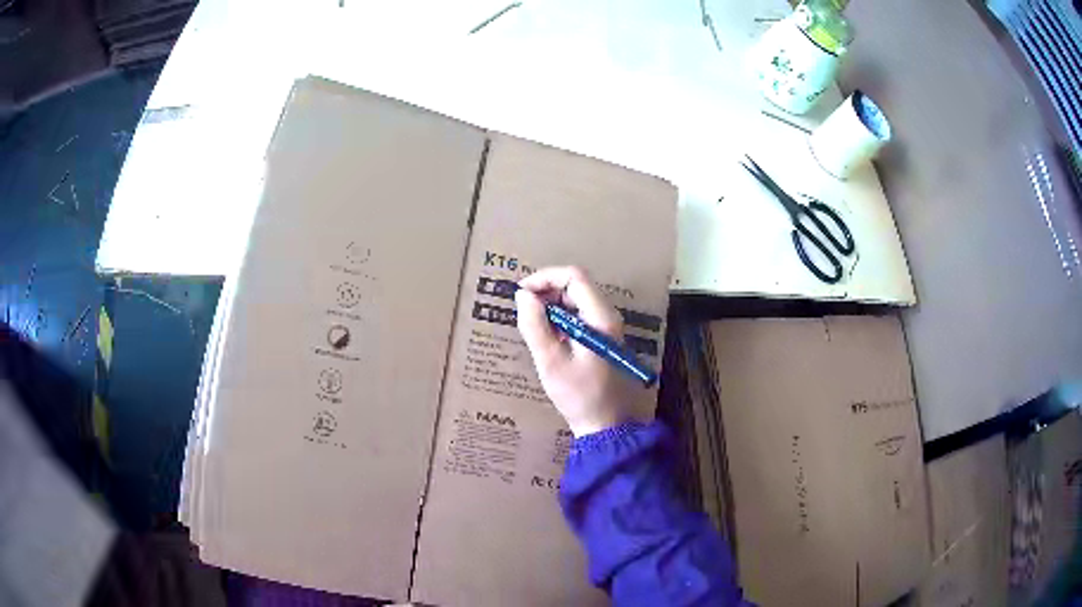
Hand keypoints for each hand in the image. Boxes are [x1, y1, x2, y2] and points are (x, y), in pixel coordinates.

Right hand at [515, 266, 634, 436]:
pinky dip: (559, 319)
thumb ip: (535, 325)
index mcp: (600, 317)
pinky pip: (578, 317)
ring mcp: (606, 328)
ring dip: (551, 306)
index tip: (521, 293)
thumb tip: (522, 296)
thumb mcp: (551, 361)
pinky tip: (546, 337)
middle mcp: (607, 316)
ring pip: (576, 301)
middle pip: (575, 286)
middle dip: (546, 291)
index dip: (545, 278)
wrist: (605, 425)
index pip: (574, 276)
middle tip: (522, 309)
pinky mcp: (601, 339)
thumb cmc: (579, 395)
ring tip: (530, 324)